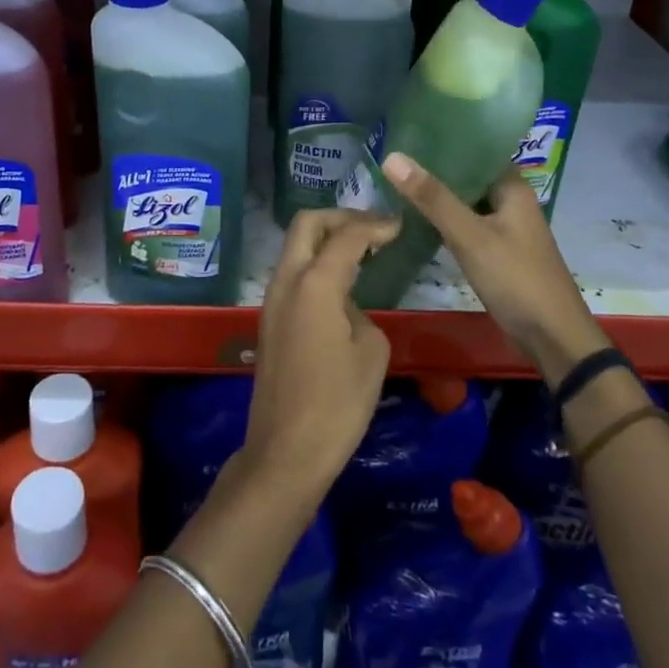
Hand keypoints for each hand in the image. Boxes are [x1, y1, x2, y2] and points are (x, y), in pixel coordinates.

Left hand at [239, 209, 398, 512]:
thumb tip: (346, 307)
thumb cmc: (337, 403)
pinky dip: (317, 264)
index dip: (375, 225)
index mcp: (314, 283)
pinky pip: (293, 273)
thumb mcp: (371, 352)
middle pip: (307, 224)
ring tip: (363, 251)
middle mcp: (286, 280)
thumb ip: (361, 312)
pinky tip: (343, 284)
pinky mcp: (269, 319)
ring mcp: (272, 299)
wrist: (287, 449)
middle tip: (374, 229)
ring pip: (296, 247)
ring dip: (326, 240)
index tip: (399, 226)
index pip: (346, 235)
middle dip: (341, 218)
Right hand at [379, 154, 609, 384]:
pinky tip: (417, 220)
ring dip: (438, 196)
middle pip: (469, 177)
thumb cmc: (516, 278)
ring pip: (466, 202)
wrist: (552, 338)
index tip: (407, 133)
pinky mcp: (498, 252)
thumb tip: (392, 156)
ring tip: (396, 183)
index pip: (477, 150)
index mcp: (513, 188)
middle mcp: (512, 202)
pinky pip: (467, 225)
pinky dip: (445, 220)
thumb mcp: (470, 236)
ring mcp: (506, 229)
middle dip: (435, 169)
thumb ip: (432, 198)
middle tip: (392, 159)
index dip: (445, 141)